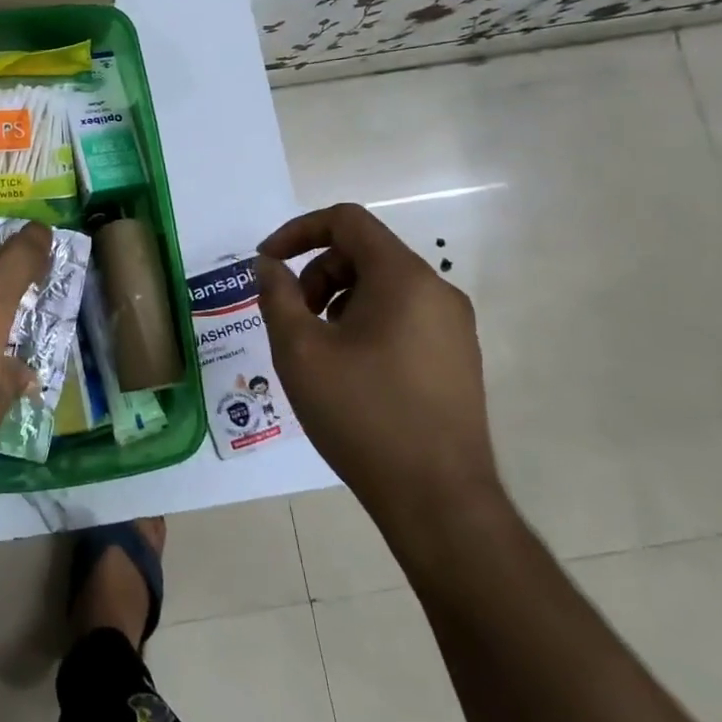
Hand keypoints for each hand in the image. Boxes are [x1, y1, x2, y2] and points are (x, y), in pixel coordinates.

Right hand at [255, 203, 501, 537]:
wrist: (437, 500)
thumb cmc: (361, 413)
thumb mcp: (299, 350)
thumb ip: (277, 295)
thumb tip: (268, 265)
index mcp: (404, 278)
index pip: (347, 221)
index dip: (297, 231)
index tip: (266, 263)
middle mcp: (437, 292)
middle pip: (364, 253)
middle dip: (316, 274)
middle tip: (291, 318)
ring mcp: (452, 328)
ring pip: (382, 287)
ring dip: (336, 301)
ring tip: (316, 349)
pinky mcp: (455, 360)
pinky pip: (401, 317)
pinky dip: (363, 324)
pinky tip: (347, 371)